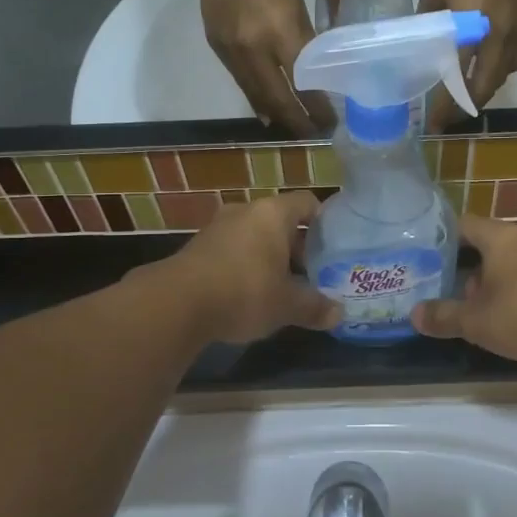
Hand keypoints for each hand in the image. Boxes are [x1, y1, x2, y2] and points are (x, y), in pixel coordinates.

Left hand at [154, 190, 339, 343]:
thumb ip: (314, 306)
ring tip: (283, 287)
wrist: (176, 303)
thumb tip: (339, 313)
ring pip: (255, 236)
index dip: (324, 222)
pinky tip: (250, 294)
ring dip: (270, 257)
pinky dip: (245, 266)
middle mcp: (245, 211)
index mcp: (273, 213)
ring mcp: (217, 227)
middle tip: (313, 273)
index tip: (334, 246)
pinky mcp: (197, 247)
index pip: (307, 202)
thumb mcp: (286, 305)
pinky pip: (233, 250)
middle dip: (297, 247)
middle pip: (281, 221)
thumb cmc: (244, 292)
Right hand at [199, 0, 334, 134]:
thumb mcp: (296, 3)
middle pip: (277, 98)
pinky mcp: (215, 46)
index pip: (304, 82)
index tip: (330, 122)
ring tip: (291, 124)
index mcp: (279, 31)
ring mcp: (230, 49)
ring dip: (275, 113)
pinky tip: (264, 105)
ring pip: (255, 94)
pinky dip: (255, 96)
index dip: (317, 107)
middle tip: (312, 134)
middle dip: (296, 120)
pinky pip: (239, 80)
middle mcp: (252, 47)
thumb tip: (309, 72)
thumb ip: (303, 39)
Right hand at [412, 214, 516, 364]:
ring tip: (481, 316)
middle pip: (490, 248)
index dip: (444, 237)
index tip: (426, 254)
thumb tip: (414, 315)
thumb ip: (445, 317)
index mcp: (501, 238)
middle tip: (451, 294)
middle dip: (470, 272)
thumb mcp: (477, 321)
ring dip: (497, 288)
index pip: (465, 224)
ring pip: (514, 268)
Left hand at [416, 0, 516, 127]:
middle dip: (467, 106)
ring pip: (504, 75)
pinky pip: (516, 59)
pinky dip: (501, 70)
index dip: (446, 104)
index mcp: (472, 25)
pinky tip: (489, 68)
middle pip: (486, 85)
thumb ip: (431, 20)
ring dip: (486, 89)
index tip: (434, 123)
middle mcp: (499, 34)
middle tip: (449, 117)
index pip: (458, 76)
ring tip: (467, 95)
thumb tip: (424, 42)